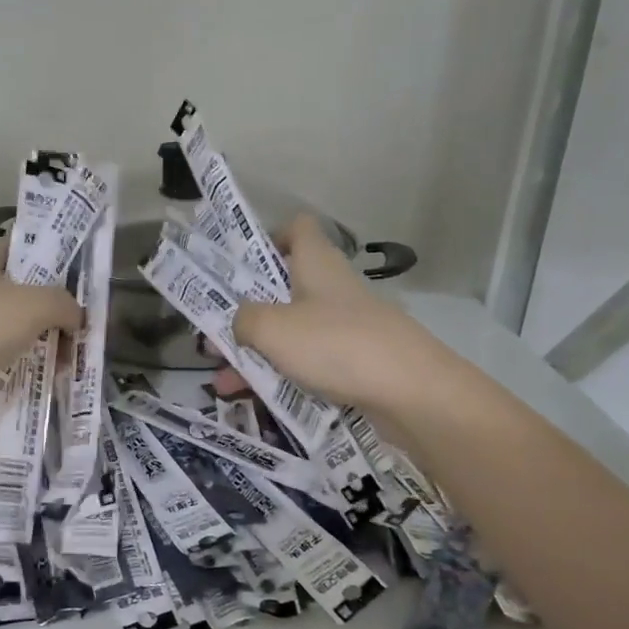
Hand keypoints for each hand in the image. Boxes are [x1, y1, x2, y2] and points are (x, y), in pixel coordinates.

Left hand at [0, 240, 79, 416]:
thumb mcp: (34, 305)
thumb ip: (64, 304)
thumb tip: (78, 317)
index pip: (22, 250)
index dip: (53, 267)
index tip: (80, 292)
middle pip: (15, 293)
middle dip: (47, 314)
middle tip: (75, 336)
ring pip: (1, 328)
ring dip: (29, 344)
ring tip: (59, 366)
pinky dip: (7, 367)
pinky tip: (29, 382)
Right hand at [225, 215, 430, 413]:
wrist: (413, 393)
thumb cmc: (336, 345)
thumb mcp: (272, 328)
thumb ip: (243, 319)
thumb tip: (240, 322)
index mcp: (316, 264)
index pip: (297, 229)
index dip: (269, 239)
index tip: (240, 267)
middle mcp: (332, 289)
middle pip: (285, 288)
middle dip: (248, 313)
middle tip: (215, 337)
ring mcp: (347, 327)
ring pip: (293, 332)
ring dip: (258, 353)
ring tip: (223, 382)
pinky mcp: (357, 362)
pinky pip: (310, 363)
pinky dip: (283, 376)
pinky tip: (257, 400)